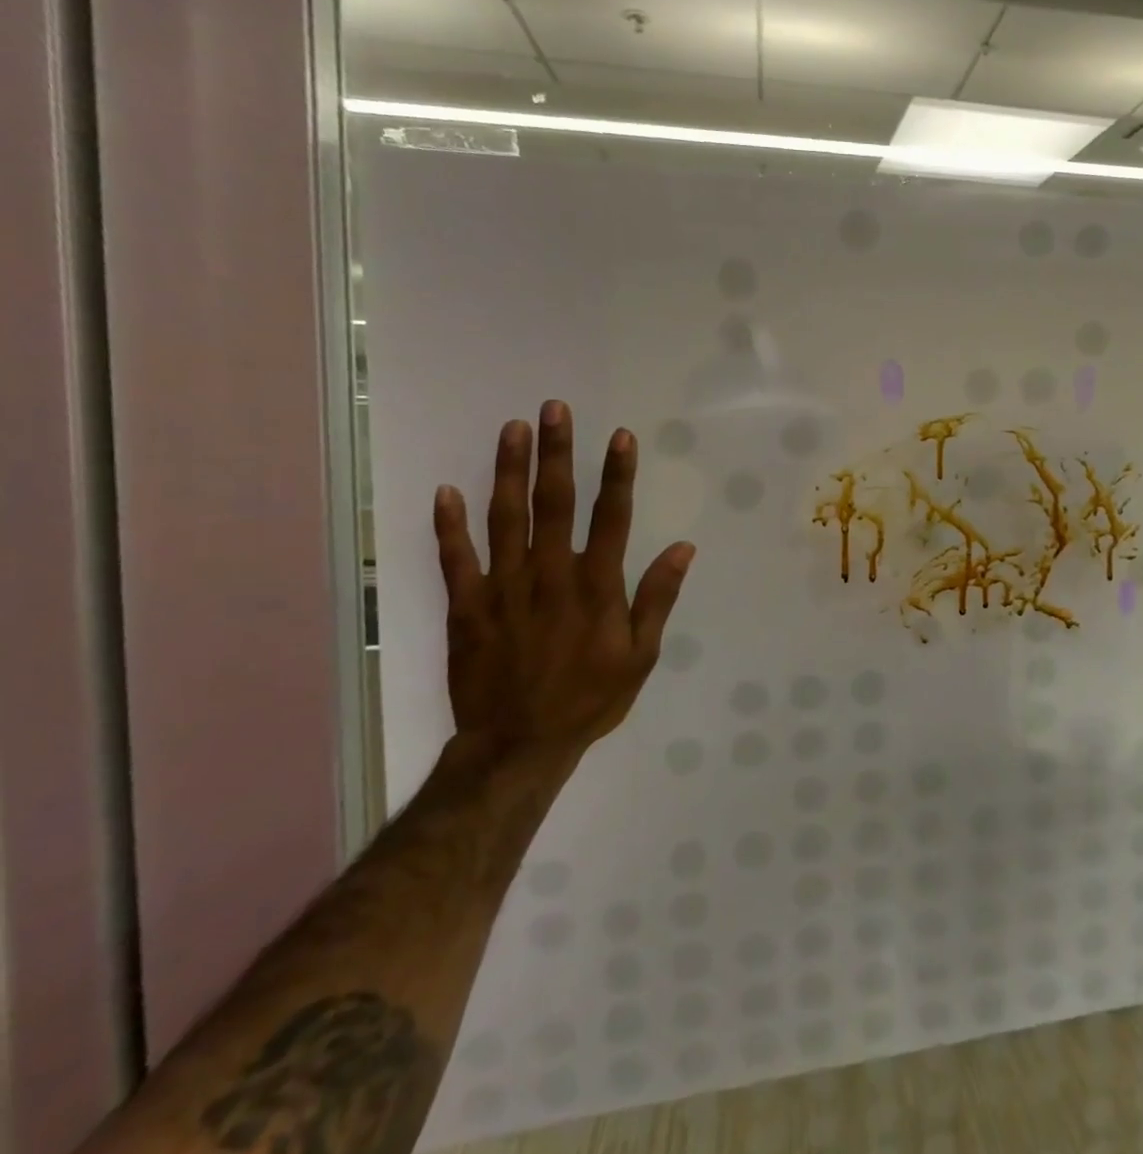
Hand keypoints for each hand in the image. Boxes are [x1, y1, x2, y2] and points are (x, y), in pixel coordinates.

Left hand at [433, 400, 695, 760]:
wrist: (519, 744)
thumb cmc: (590, 698)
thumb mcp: (641, 655)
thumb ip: (657, 598)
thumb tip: (683, 548)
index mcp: (596, 587)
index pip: (611, 517)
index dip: (618, 474)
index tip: (621, 436)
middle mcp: (550, 575)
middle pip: (554, 503)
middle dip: (557, 453)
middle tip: (555, 409)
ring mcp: (504, 588)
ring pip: (505, 518)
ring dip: (509, 471)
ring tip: (513, 429)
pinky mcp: (467, 607)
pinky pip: (455, 559)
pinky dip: (448, 525)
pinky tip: (446, 491)